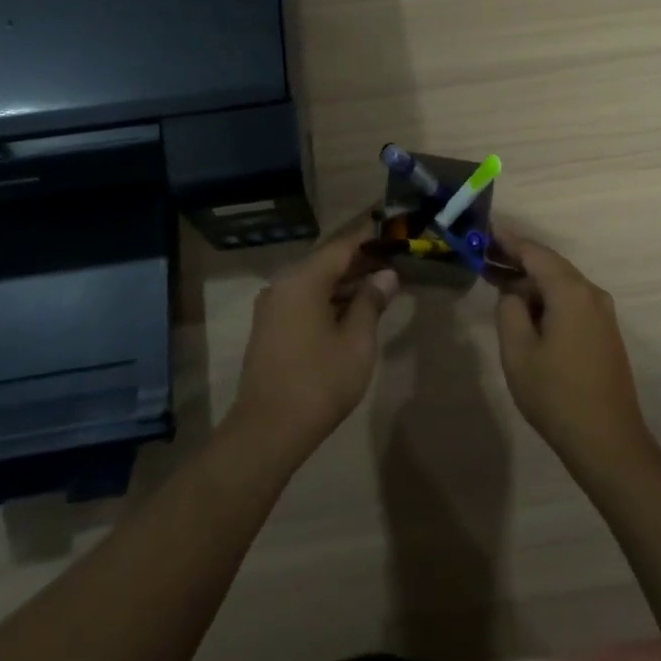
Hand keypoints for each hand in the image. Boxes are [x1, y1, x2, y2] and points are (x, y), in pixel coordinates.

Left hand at [226, 230, 399, 469]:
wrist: (267, 431)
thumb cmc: (319, 382)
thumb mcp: (357, 342)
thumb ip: (371, 301)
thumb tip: (386, 275)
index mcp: (303, 281)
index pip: (341, 247)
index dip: (368, 238)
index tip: (391, 229)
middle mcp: (283, 285)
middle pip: (326, 263)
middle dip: (359, 262)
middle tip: (392, 260)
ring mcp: (272, 307)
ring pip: (314, 283)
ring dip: (344, 283)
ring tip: (378, 284)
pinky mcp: (270, 327)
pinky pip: (303, 300)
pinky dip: (328, 299)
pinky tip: (351, 309)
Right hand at [493, 230, 658, 476]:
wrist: (609, 443)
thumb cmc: (557, 395)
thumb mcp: (518, 351)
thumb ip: (509, 309)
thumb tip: (513, 293)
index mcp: (571, 291)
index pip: (535, 253)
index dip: (508, 241)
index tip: (484, 233)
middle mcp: (592, 293)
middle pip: (550, 265)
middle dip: (518, 261)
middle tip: (485, 260)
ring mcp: (602, 314)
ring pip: (561, 284)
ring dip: (532, 283)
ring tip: (499, 286)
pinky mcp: (604, 333)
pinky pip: (571, 302)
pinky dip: (547, 299)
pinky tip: (528, 312)